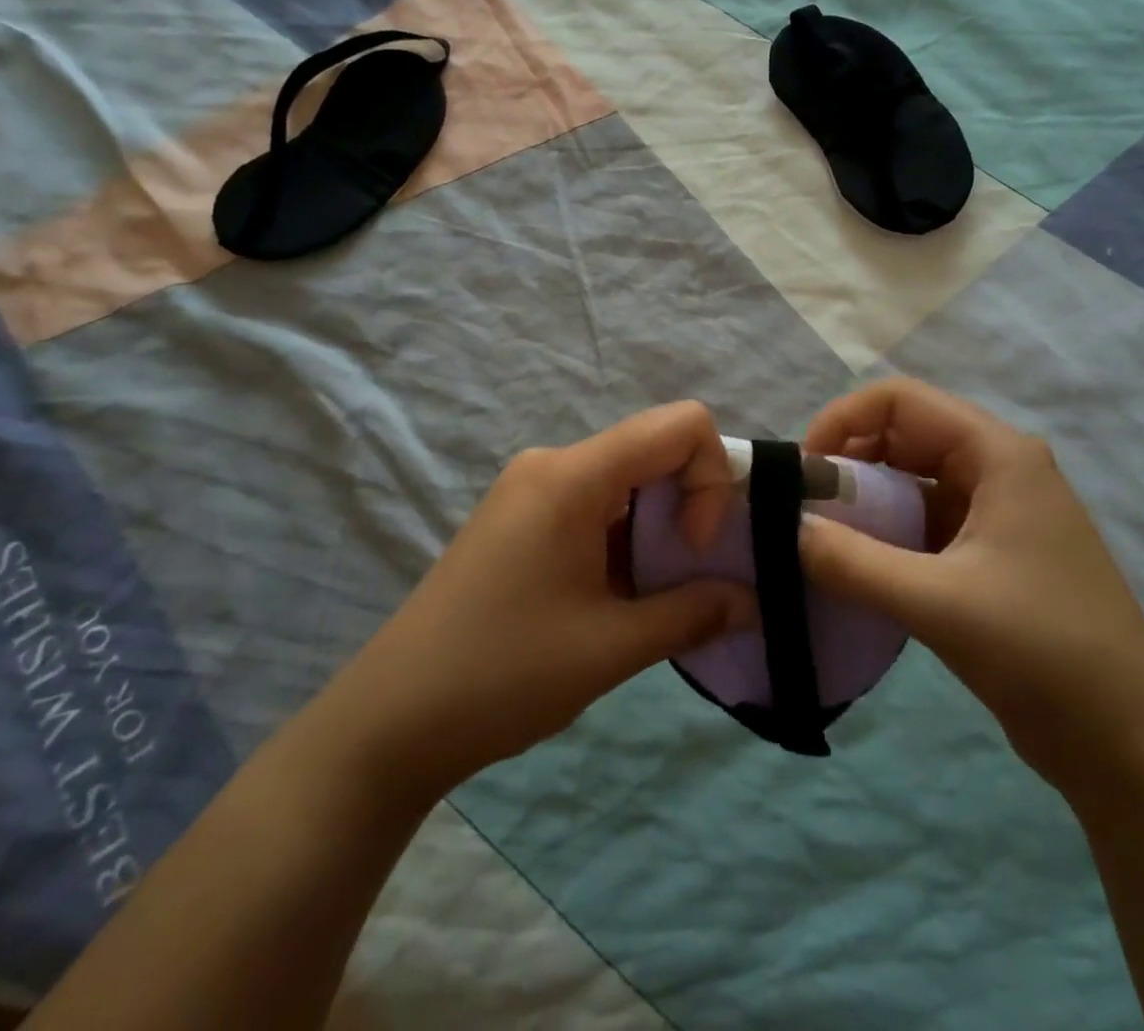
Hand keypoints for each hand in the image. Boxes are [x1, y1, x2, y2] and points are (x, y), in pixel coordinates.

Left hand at [337, 402, 757, 807]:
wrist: (391, 720)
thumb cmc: (503, 674)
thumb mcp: (611, 648)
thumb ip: (693, 613)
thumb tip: (752, 601)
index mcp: (574, 475)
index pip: (679, 424)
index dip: (710, 478)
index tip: (696, 548)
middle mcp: (553, 464)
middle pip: (653, 450)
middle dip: (691, 506)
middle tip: (693, 580)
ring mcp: (532, 490)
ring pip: (626, 482)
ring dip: (658, 529)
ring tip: (658, 600)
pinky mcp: (520, 520)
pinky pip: (595, 506)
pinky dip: (626, 540)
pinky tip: (621, 599)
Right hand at [799, 378, 1143, 802]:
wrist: (1133, 748)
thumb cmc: (1045, 652)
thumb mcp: (938, 602)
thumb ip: (851, 561)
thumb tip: (783, 527)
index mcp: (997, 453)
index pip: (900, 400)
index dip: (842, 420)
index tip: (804, 471)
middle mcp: (996, 469)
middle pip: (902, 435)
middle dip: (847, 463)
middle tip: (805, 511)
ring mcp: (995, 513)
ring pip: (909, 482)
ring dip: (863, 504)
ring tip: (821, 542)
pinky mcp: (989, 556)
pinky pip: (922, 524)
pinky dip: (883, 537)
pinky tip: (854, 571)